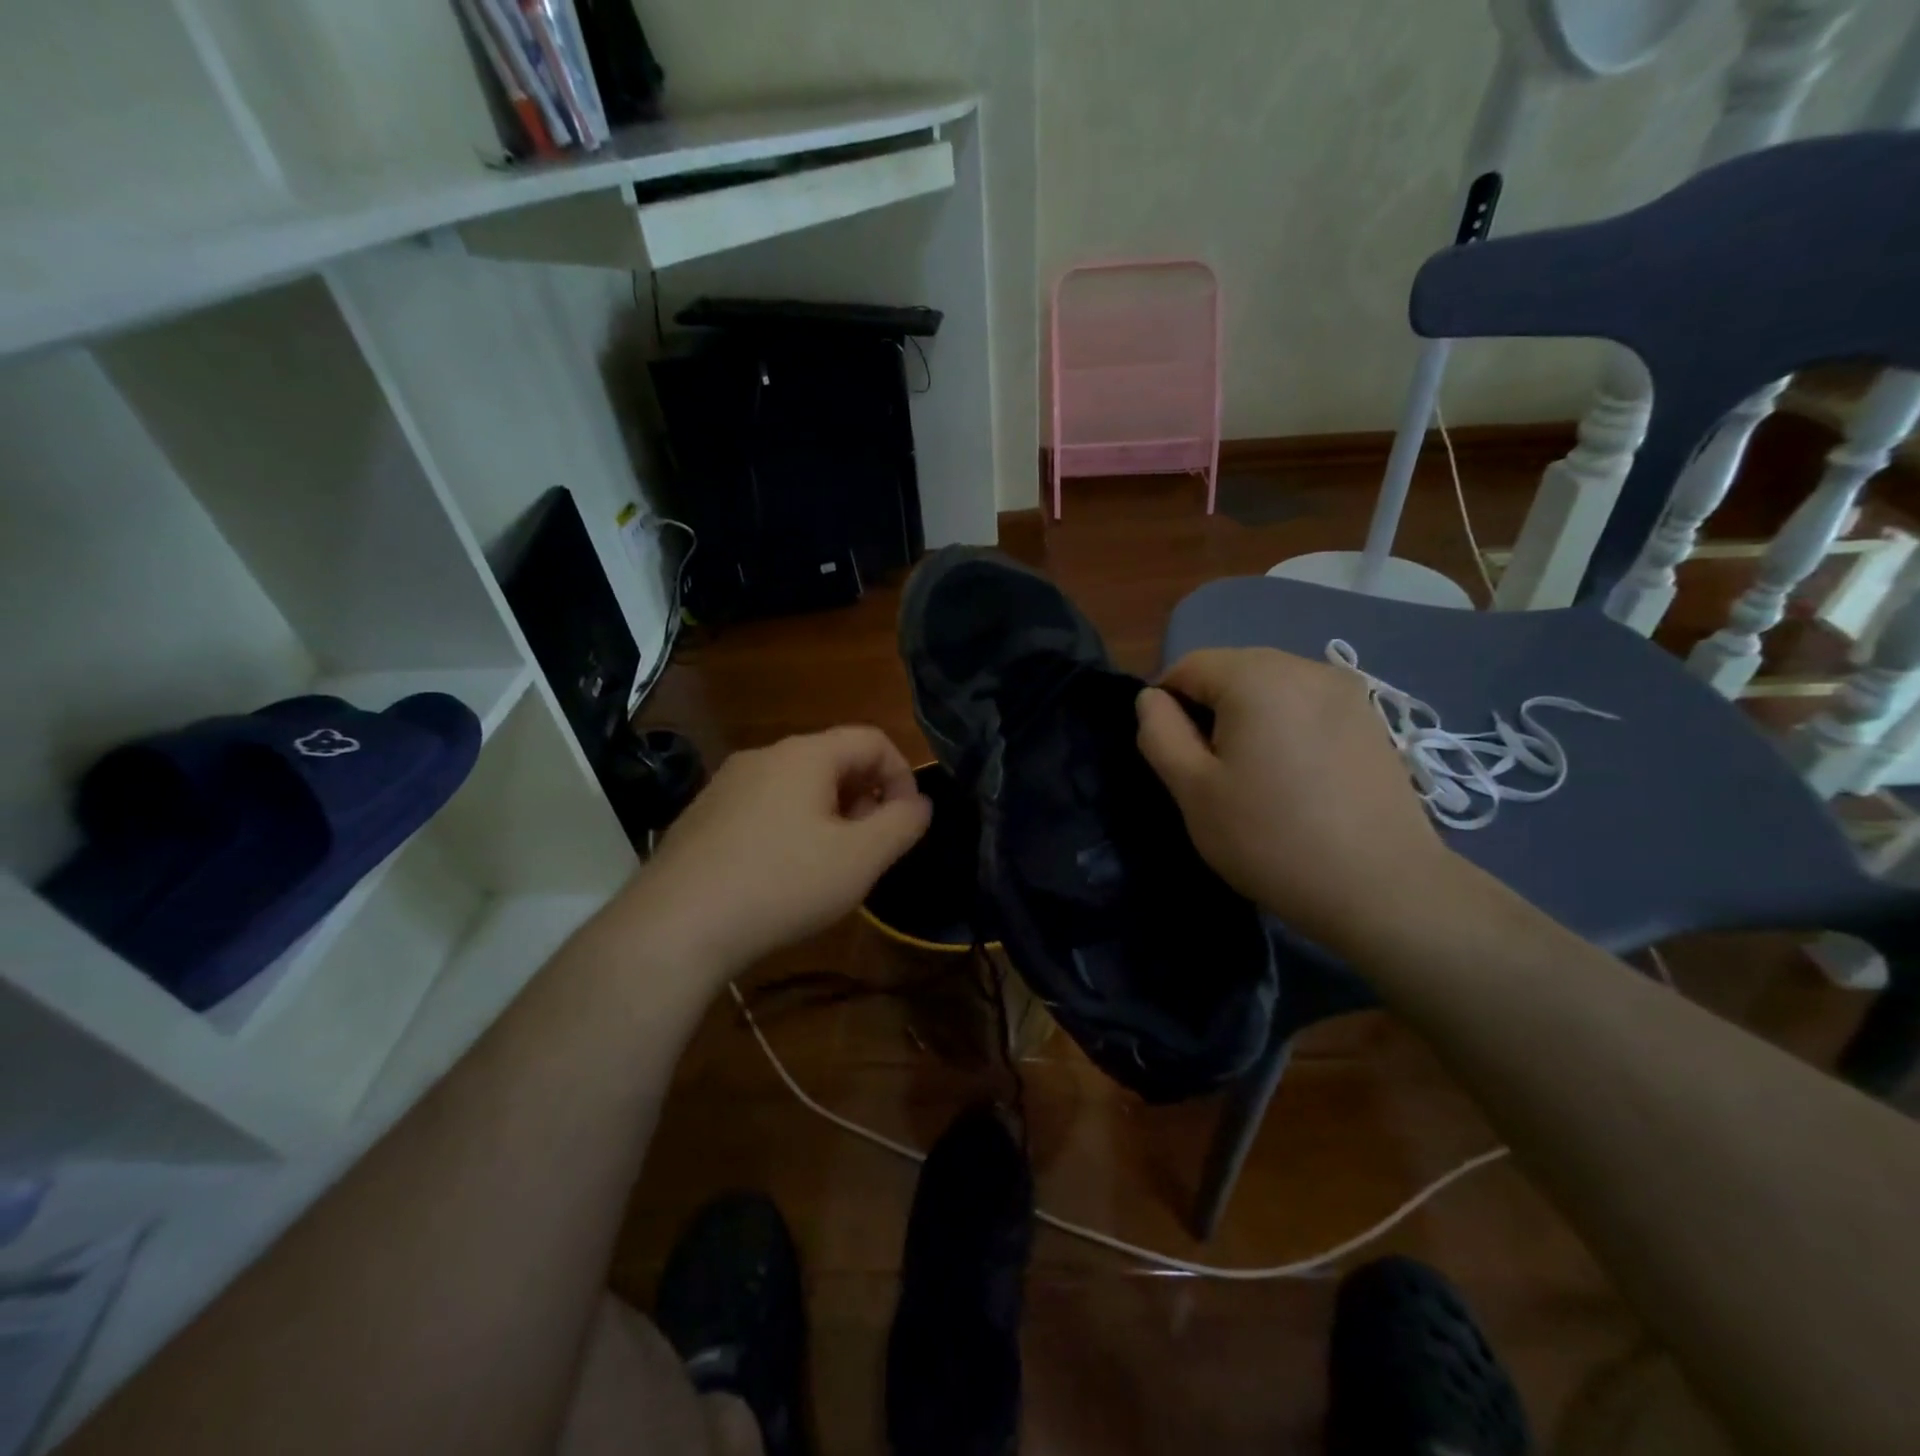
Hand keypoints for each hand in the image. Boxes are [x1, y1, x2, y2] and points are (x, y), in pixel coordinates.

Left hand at [622, 726, 931, 975]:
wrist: (675, 925)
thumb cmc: (782, 883)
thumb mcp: (860, 858)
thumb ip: (903, 823)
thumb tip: (919, 802)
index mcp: (805, 754)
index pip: (872, 739)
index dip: (902, 775)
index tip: (907, 823)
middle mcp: (763, 756)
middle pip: (834, 760)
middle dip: (865, 798)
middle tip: (868, 849)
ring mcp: (726, 784)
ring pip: (798, 786)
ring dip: (829, 815)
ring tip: (829, 866)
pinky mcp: (702, 815)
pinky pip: (764, 807)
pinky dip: (790, 828)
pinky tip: (781, 875)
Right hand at [1136, 647, 1464, 950]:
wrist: (1383, 888)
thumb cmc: (1271, 839)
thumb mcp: (1193, 790)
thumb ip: (1159, 734)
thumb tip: (1152, 699)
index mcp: (1257, 677)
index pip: (1189, 666)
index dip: (1166, 705)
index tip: (1172, 756)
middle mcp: (1305, 668)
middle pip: (1232, 671)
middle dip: (1208, 710)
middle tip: (1210, 772)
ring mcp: (1346, 692)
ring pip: (1270, 687)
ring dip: (1247, 718)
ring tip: (1254, 776)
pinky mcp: (1371, 719)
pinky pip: (1306, 706)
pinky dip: (1285, 727)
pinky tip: (1294, 777)